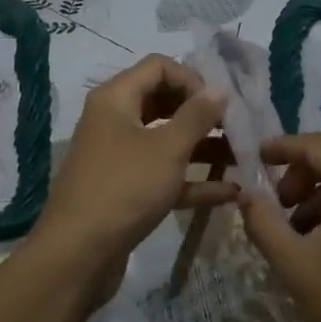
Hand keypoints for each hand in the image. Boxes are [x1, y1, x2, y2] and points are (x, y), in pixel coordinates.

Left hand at [35, 55, 238, 272]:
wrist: (78, 255)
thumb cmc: (124, 188)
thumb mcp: (168, 148)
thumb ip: (197, 116)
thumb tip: (219, 89)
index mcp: (116, 99)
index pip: (159, 67)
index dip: (193, 79)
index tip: (220, 105)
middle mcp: (114, 121)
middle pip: (164, 102)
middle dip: (202, 114)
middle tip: (237, 130)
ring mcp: (119, 158)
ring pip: (166, 142)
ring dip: (203, 148)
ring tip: (242, 159)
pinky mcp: (125, 191)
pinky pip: (163, 176)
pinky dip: (192, 181)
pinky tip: (229, 193)